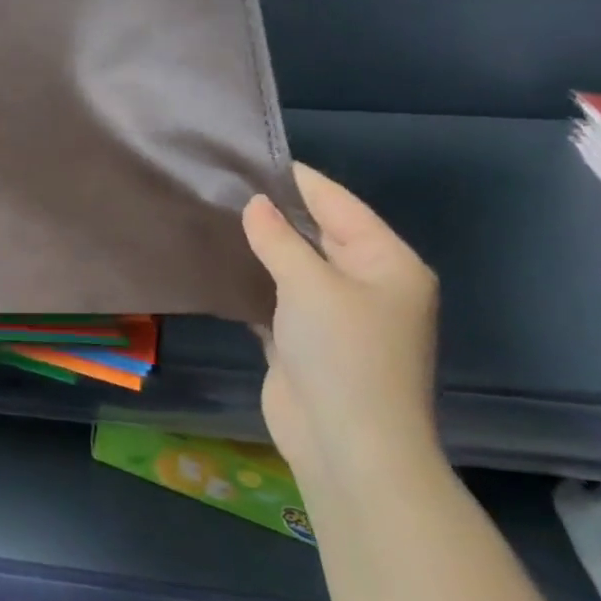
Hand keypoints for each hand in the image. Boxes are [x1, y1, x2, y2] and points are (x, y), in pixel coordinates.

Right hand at [241, 164, 440, 487]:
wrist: (346, 444)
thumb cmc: (342, 353)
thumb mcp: (309, 285)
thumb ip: (278, 239)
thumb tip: (254, 203)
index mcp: (387, 263)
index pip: (339, 204)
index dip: (298, 180)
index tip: (251, 155)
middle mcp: (367, 283)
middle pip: (318, 233)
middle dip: (275, 212)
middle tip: (221, 183)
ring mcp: (337, 314)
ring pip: (294, 266)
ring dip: (261, 247)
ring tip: (213, 214)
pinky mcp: (306, 340)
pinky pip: (278, 296)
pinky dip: (254, 281)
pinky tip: (219, 262)